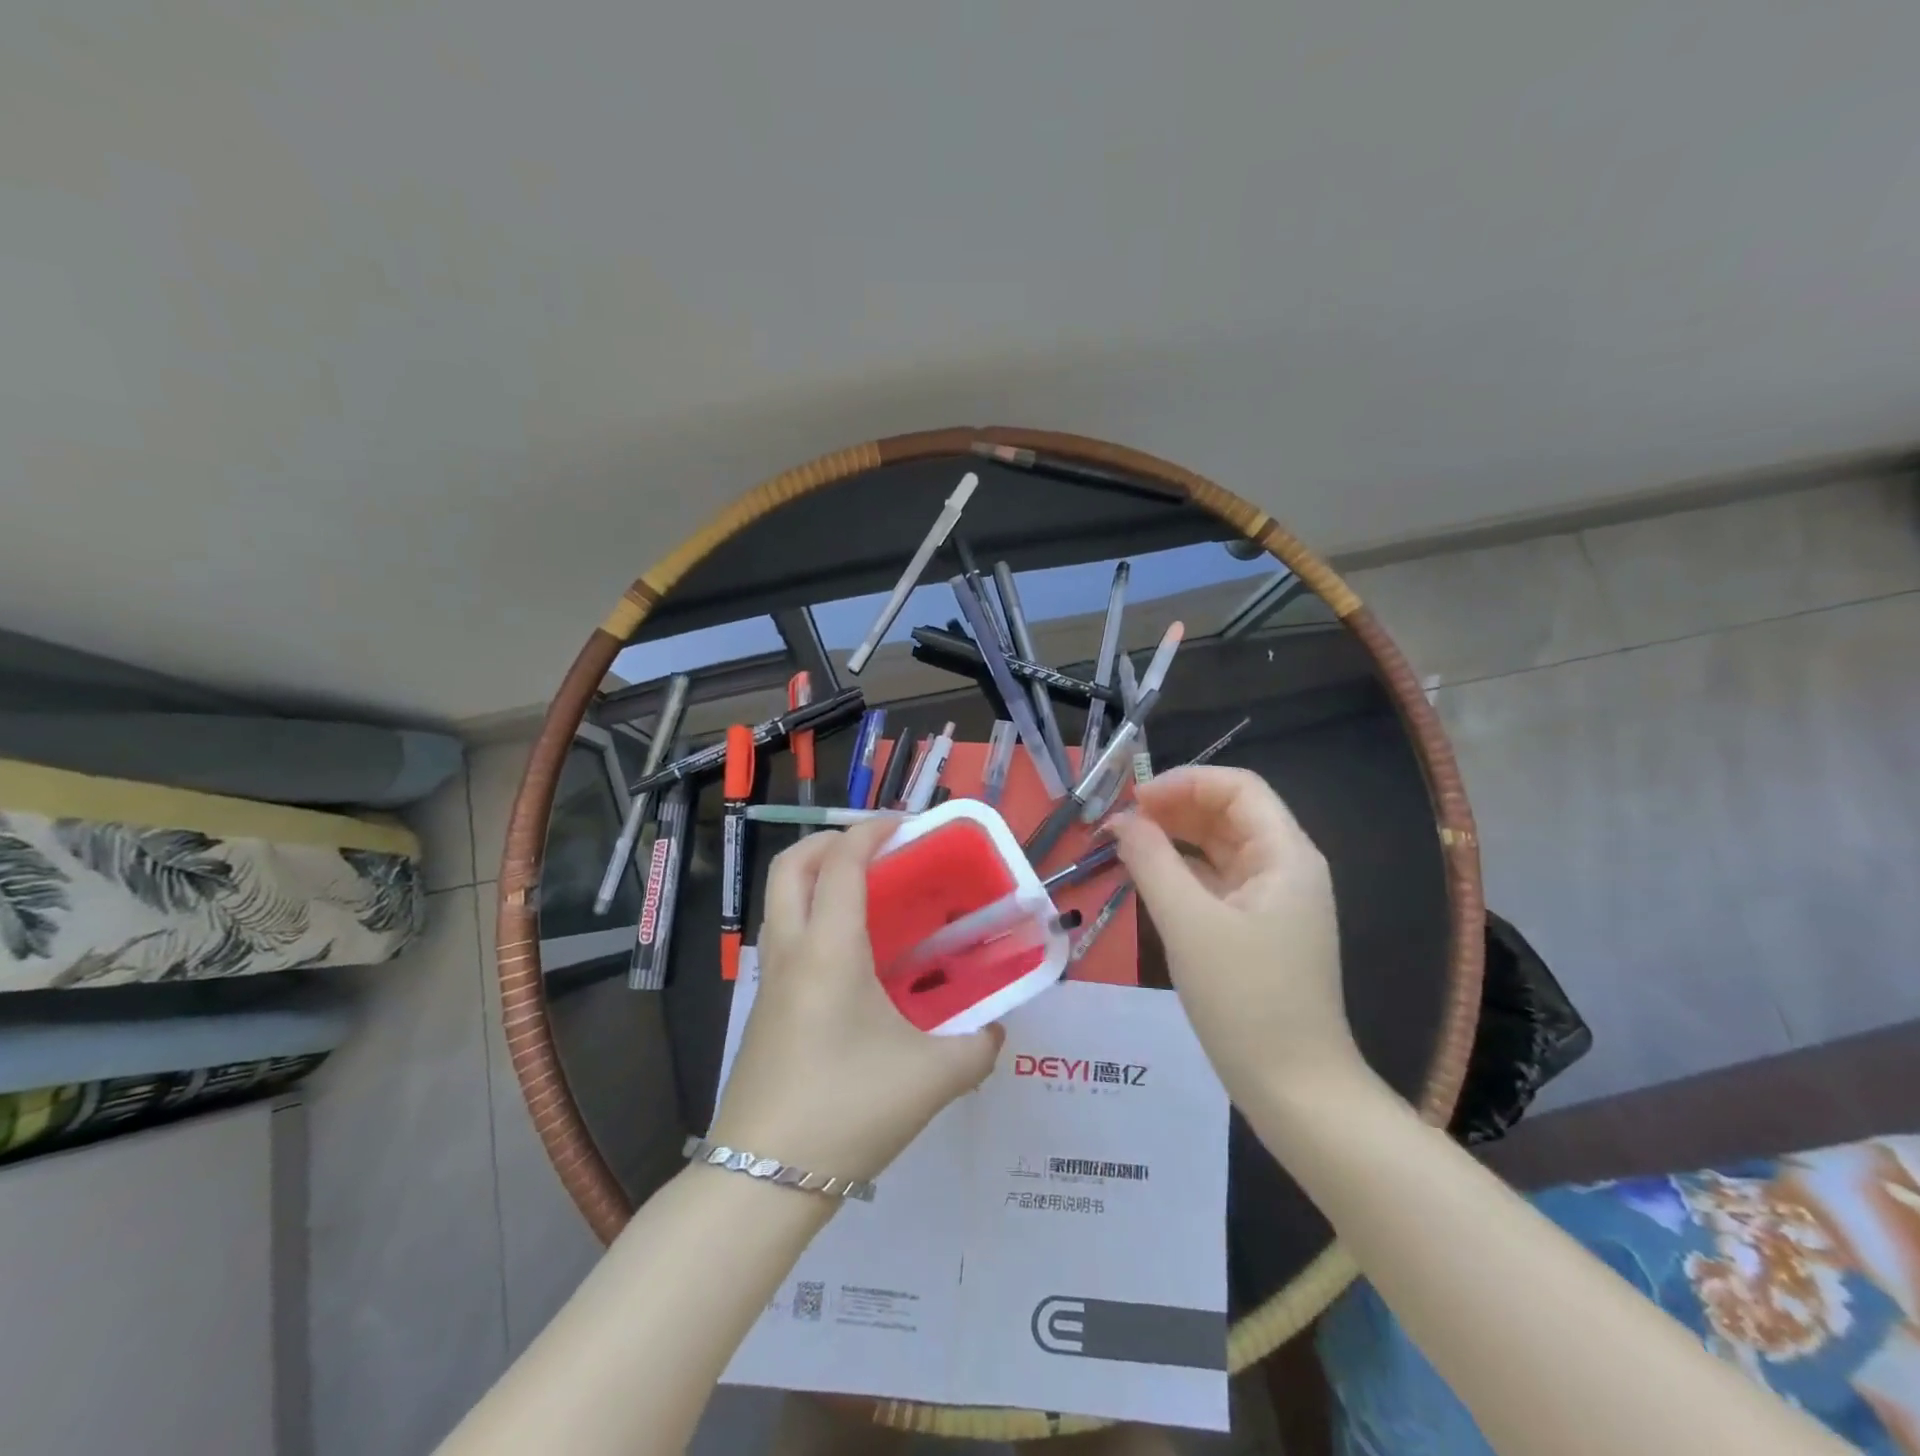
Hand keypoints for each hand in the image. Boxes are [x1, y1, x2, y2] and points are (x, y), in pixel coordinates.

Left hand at [707, 819, 1003, 1182]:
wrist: (762, 1182)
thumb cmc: (848, 1110)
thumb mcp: (933, 1077)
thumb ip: (977, 1048)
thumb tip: (995, 1033)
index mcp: (828, 948)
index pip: (841, 862)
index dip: (870, 831)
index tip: (904, 825)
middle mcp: (791, 951)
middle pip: (789, 866)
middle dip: (828, 841)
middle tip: (875, 850)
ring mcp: (769, 981)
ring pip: (780, 902)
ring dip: (816, 880)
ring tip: (868, 897)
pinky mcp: (764, 1011)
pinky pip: (785, 939)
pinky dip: (813, 919)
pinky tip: (854, 961)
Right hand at [1107, 766, 1362, 1106]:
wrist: (1296, 1090)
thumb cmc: (1246, 1000)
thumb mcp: (1188, 924)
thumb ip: (1151, 862)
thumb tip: (1121, 821)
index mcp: (1286, 855)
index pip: (1238, 788)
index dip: (1184, 782)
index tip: (1133, 801)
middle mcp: (1287, 868)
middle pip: (1229, 813)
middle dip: (1175, 808)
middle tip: (1120, 824)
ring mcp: (1275, 901)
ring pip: (1221, 847)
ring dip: (1175, 838)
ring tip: (1126, 846)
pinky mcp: (1260, 930)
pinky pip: (1219, 882)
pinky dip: (1183, 872)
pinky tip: (1149, 879)